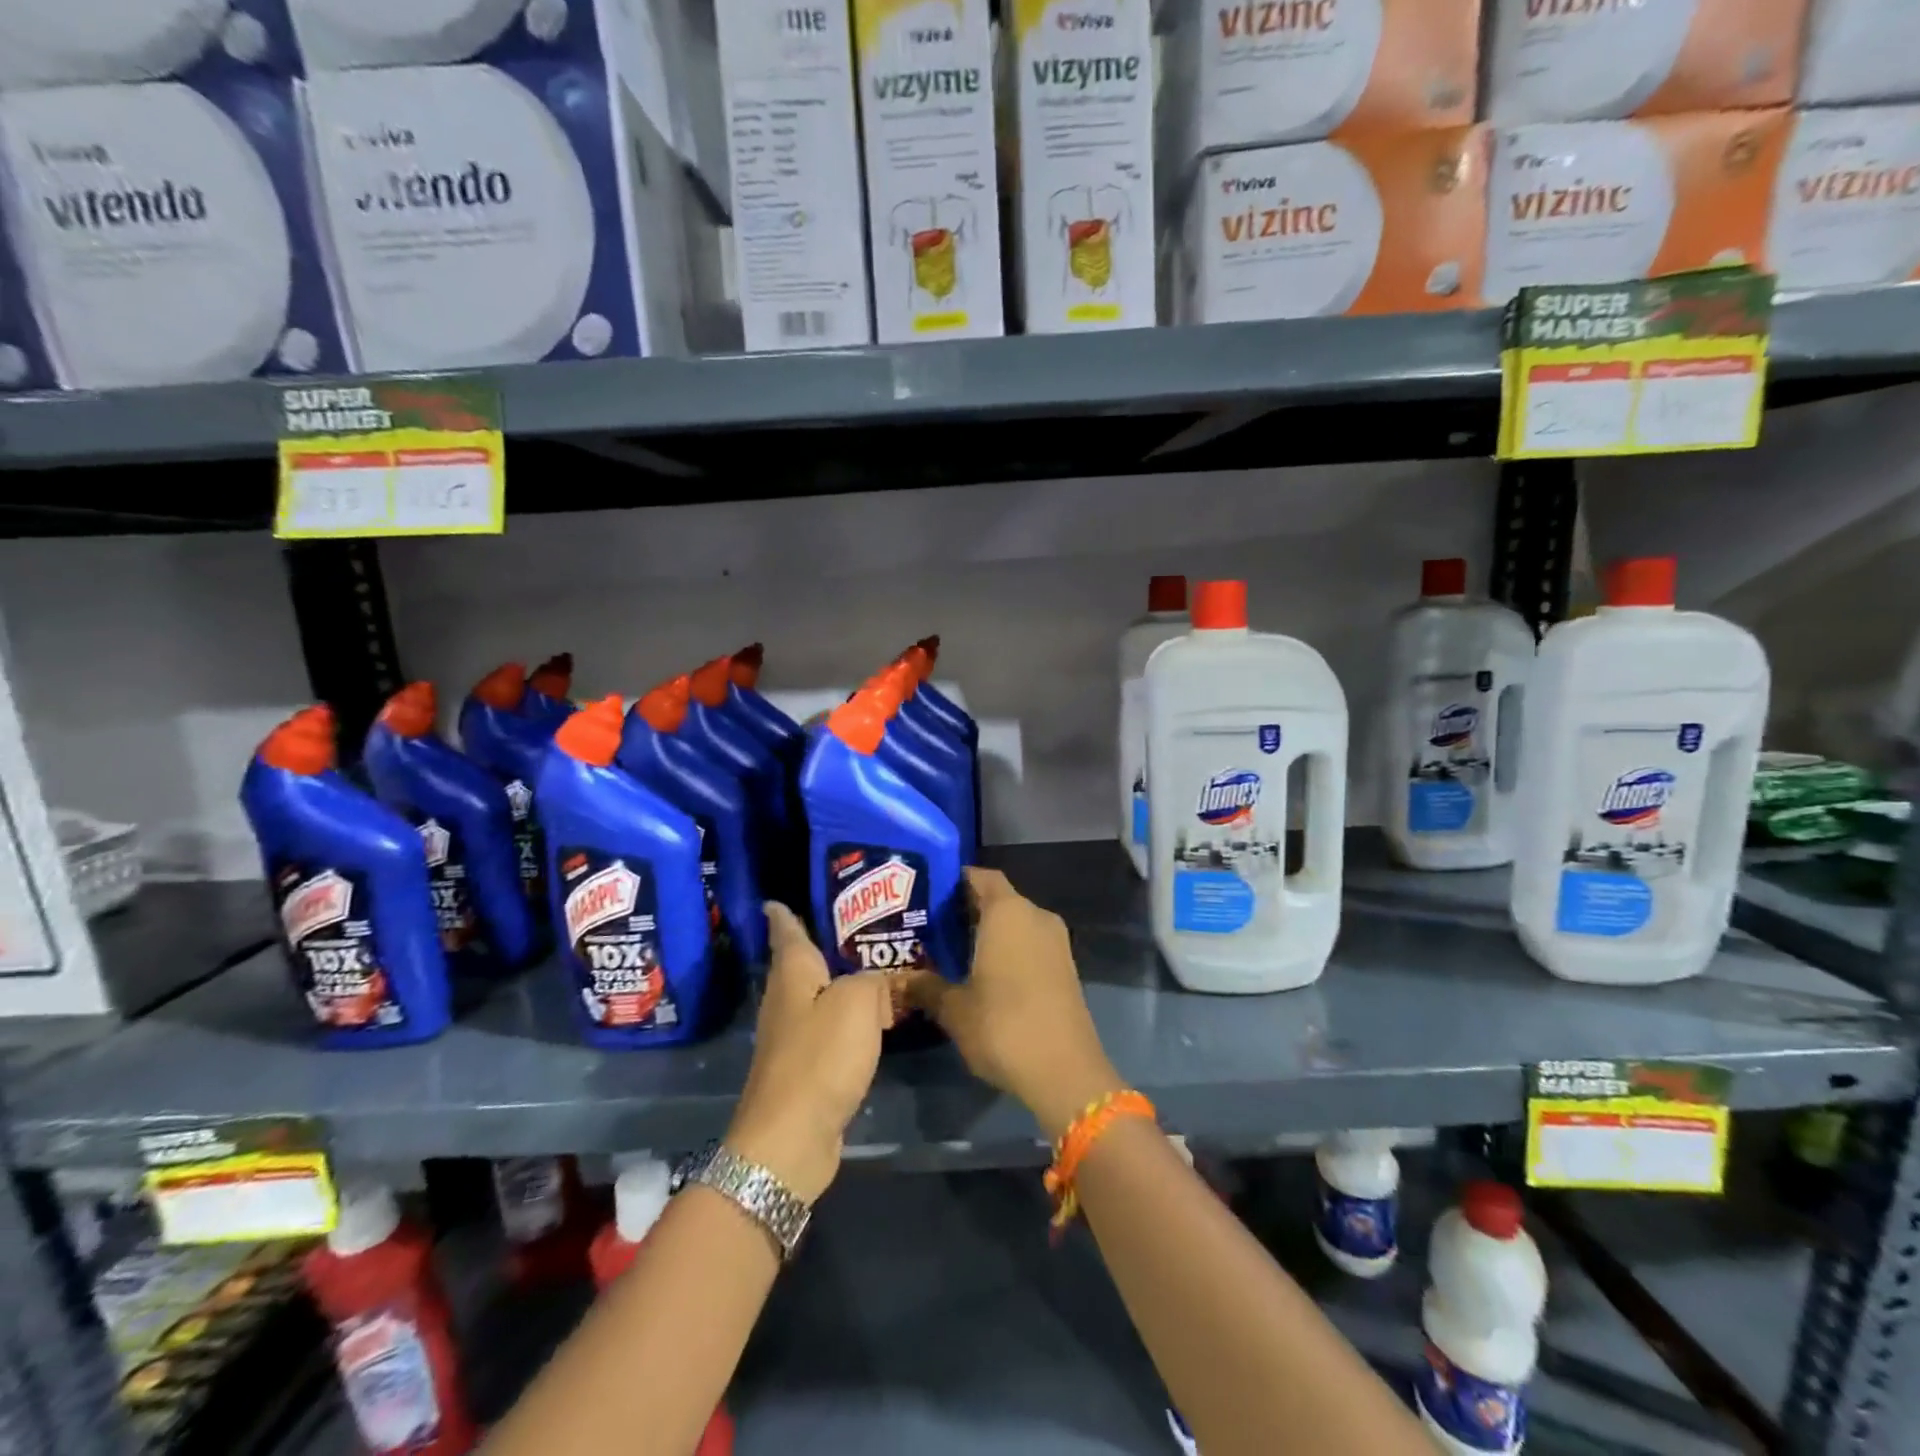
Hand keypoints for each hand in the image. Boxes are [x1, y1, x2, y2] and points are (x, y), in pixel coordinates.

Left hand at [725, 903, 893, 1202]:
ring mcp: (793, 1036)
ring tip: (878, 966)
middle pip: (803, 962)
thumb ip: (876, 981)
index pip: (786, 930)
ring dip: (844, 982)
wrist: (790, 1139)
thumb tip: (882, 984)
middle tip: (863, 924)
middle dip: (825, 942)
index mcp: (793, 974)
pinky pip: (831, 1028)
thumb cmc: (819, 1058)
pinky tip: (874, 1018)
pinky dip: (851, 1018)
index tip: (778, 897)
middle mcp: (787, 999)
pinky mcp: (806, 1067)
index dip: (784, 912)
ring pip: (821, 995)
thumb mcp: (857, 1003)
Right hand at [907, 868, 1122, 1140]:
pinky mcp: (1066, 967)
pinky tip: (983, 974)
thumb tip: (900, 980)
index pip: (982, 876)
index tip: (928, 894)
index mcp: (1008, 912)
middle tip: (931, 926)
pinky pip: (1030, 944)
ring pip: (1016, 923)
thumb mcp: (954, 1009)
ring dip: (989, 932)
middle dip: (967, 910)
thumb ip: (926, 987)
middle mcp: (1035, 916)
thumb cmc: (1003, 1026)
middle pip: (999, 899)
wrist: (1065, 1072)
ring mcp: (1056, 942)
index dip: (956, 880)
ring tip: (952, 952)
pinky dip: (1008, 950)